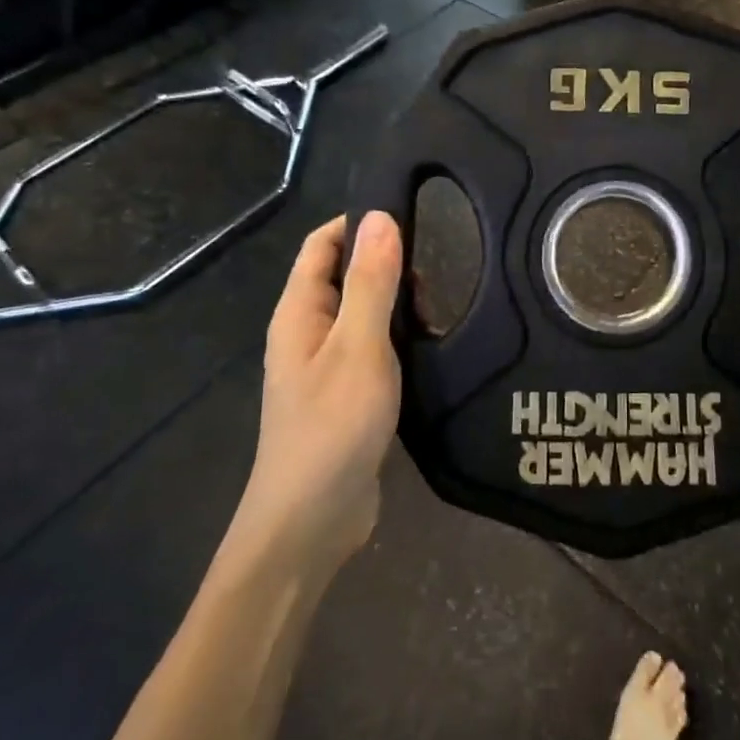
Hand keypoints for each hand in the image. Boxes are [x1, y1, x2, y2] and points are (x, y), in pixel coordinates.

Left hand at [236, 212, 403, 562]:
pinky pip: (373, 348)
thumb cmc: (332, 426)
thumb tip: (381, 216)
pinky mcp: (347, 396)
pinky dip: (398, 338)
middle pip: (345, 276)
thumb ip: (372, 282)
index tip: (411, 216)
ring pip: (363, 314)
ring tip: (440, 307)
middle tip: (436, 271)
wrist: (311, 522)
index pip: (322, 244)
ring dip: (397, 304)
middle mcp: (307, 333)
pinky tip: (430, 346)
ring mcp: (326, 367)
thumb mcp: (359, 346)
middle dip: (386, 264)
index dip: (359, 223)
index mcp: (299, 312)